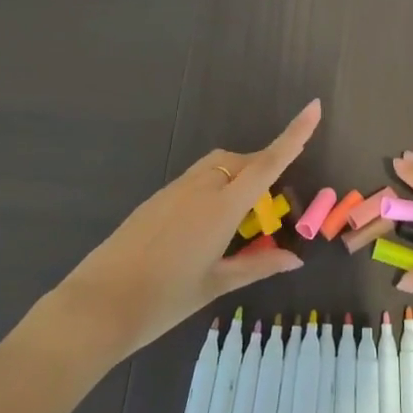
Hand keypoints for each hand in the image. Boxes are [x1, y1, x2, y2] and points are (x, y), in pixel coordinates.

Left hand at [53, 101, 319, 357]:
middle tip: (270, 207)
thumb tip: (295, 259)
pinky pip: (195, 180)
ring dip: (237, 177)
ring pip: (216, 167)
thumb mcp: (216, 284)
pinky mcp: (156, 198)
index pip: (267, 164)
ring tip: (240, 220)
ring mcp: (174, 189)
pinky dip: (213, 188)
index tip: (314, 107)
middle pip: (241, 161)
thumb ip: (257, 266)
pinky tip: (204, 227)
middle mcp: (200, 187)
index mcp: (222, 207)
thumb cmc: (164, 300)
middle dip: (263, 169)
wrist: (98, 305)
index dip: (294, 135)